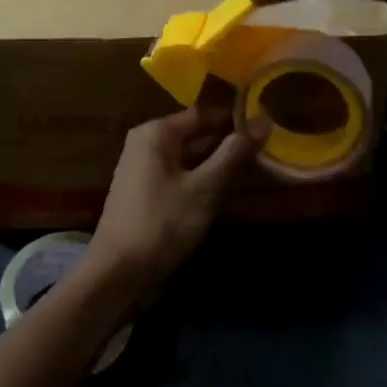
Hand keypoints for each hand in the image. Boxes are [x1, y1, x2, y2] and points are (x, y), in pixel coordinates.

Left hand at [87, 103, 265, 291]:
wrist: (118, 273)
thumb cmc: (162, 223)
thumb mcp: (204, 188)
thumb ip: (233, 154)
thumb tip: (263, 120)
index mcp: (156, 132)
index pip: (204, 113)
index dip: (236, 119)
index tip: (268, 127)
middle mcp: (147, 142)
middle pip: (197, 134)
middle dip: (229, 143)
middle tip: (268, 151)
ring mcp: (144, 168)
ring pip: (191, 157)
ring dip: (219, 164)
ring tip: (256, 170)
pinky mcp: (147, 192)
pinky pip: (181, 175)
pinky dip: (203, 180)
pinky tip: (227, 192)